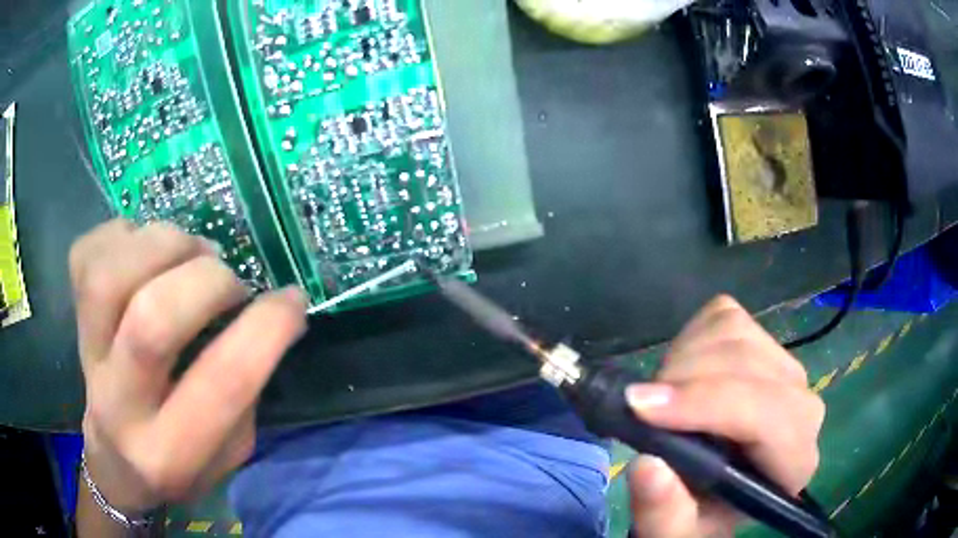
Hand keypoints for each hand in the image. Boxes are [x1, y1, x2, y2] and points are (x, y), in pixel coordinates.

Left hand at [71, 220, 306, 514]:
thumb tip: (266, 316)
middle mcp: (119, 406)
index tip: (292, 299)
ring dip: (163, 244)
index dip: (267, 328)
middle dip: (206, 281)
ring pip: (110, 276)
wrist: (113, 464)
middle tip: (227, 278)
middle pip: (152, 319)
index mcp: (171, 453)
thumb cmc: (179, 466)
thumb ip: (246, 393)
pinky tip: (144, 251)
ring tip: (188, 251)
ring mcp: (86, 356)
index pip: (223, 382)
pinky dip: (123, 236)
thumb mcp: (230, 454)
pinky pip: (87, 255)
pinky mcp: (71, 319)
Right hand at [625, 296, 824, 537]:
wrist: (713, 493)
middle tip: (641, 408)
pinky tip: (682, 374)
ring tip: (662, 399)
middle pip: (747, 364)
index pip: (766, 414)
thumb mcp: (674, 533)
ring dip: (683, 360)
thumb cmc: (698, 517)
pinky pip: (725, 316)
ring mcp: (787, 366)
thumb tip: (648, 465)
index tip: (640, 408)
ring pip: (734, 333)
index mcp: (794, 463)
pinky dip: (690, 338)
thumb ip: (663, 514)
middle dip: (684, 380)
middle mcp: (803, 407)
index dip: (704, 406)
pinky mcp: (766, 340)